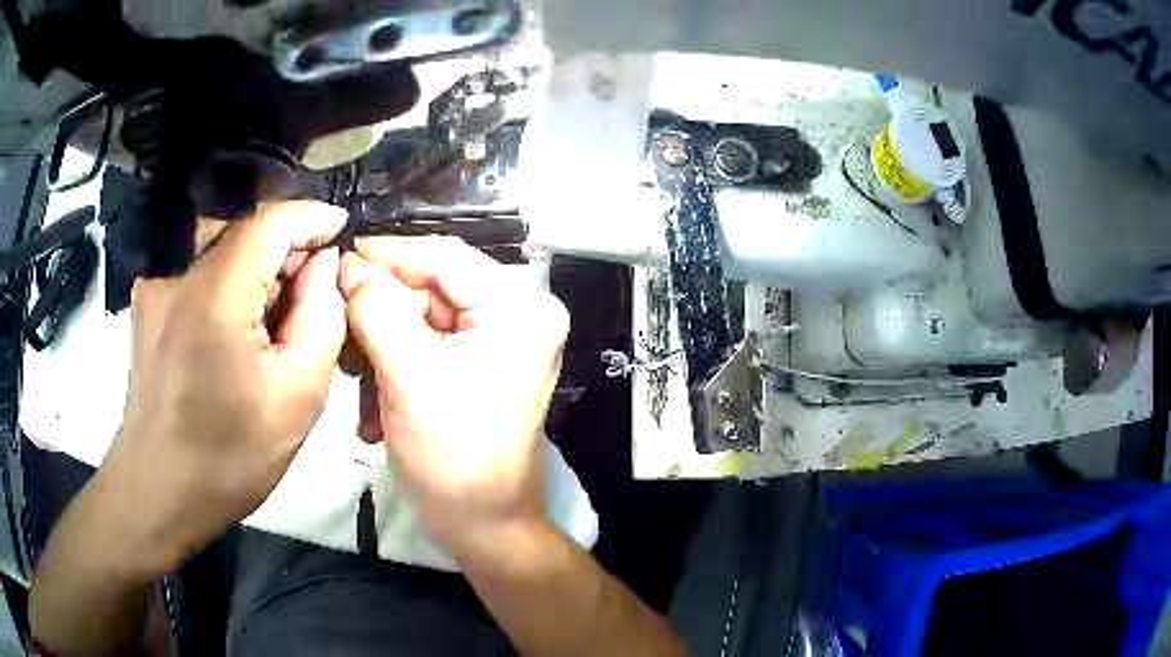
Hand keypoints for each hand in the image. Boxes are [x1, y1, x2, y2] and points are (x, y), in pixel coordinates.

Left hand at [103, 201, 347, 573]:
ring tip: (272, 323)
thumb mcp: (298, 398)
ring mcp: (156, 290)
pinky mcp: (147, 308)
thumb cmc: (229, 458)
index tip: (340, 228)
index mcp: (214, 296)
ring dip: (256, 273)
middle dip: (285, 253)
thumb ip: (321, 317)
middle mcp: (177, 277)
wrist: (159, 492)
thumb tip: (322, 265)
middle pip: (244, 234)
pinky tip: (233, 336)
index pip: (270, 221)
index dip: (311, 217)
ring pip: (220, 254)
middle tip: (312, 296)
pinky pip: (198, 277)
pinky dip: (227, 289)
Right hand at [338, 236, 569, 556]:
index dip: (387, 254)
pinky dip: (393, 367)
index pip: (444, 256)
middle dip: (378, 314)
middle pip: (430, 287)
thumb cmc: (454, 461)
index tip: (338, 258)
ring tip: (356, 382)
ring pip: (420, 318)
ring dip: (379, 348)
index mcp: (519, 309)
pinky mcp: (478, 364)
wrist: (483, 527)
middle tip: (337, 332)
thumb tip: (348, 264)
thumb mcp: (409, 379)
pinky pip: (425, 345)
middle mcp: (517, 314)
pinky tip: (375, 407)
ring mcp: (499, 340)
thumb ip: (375, 311)